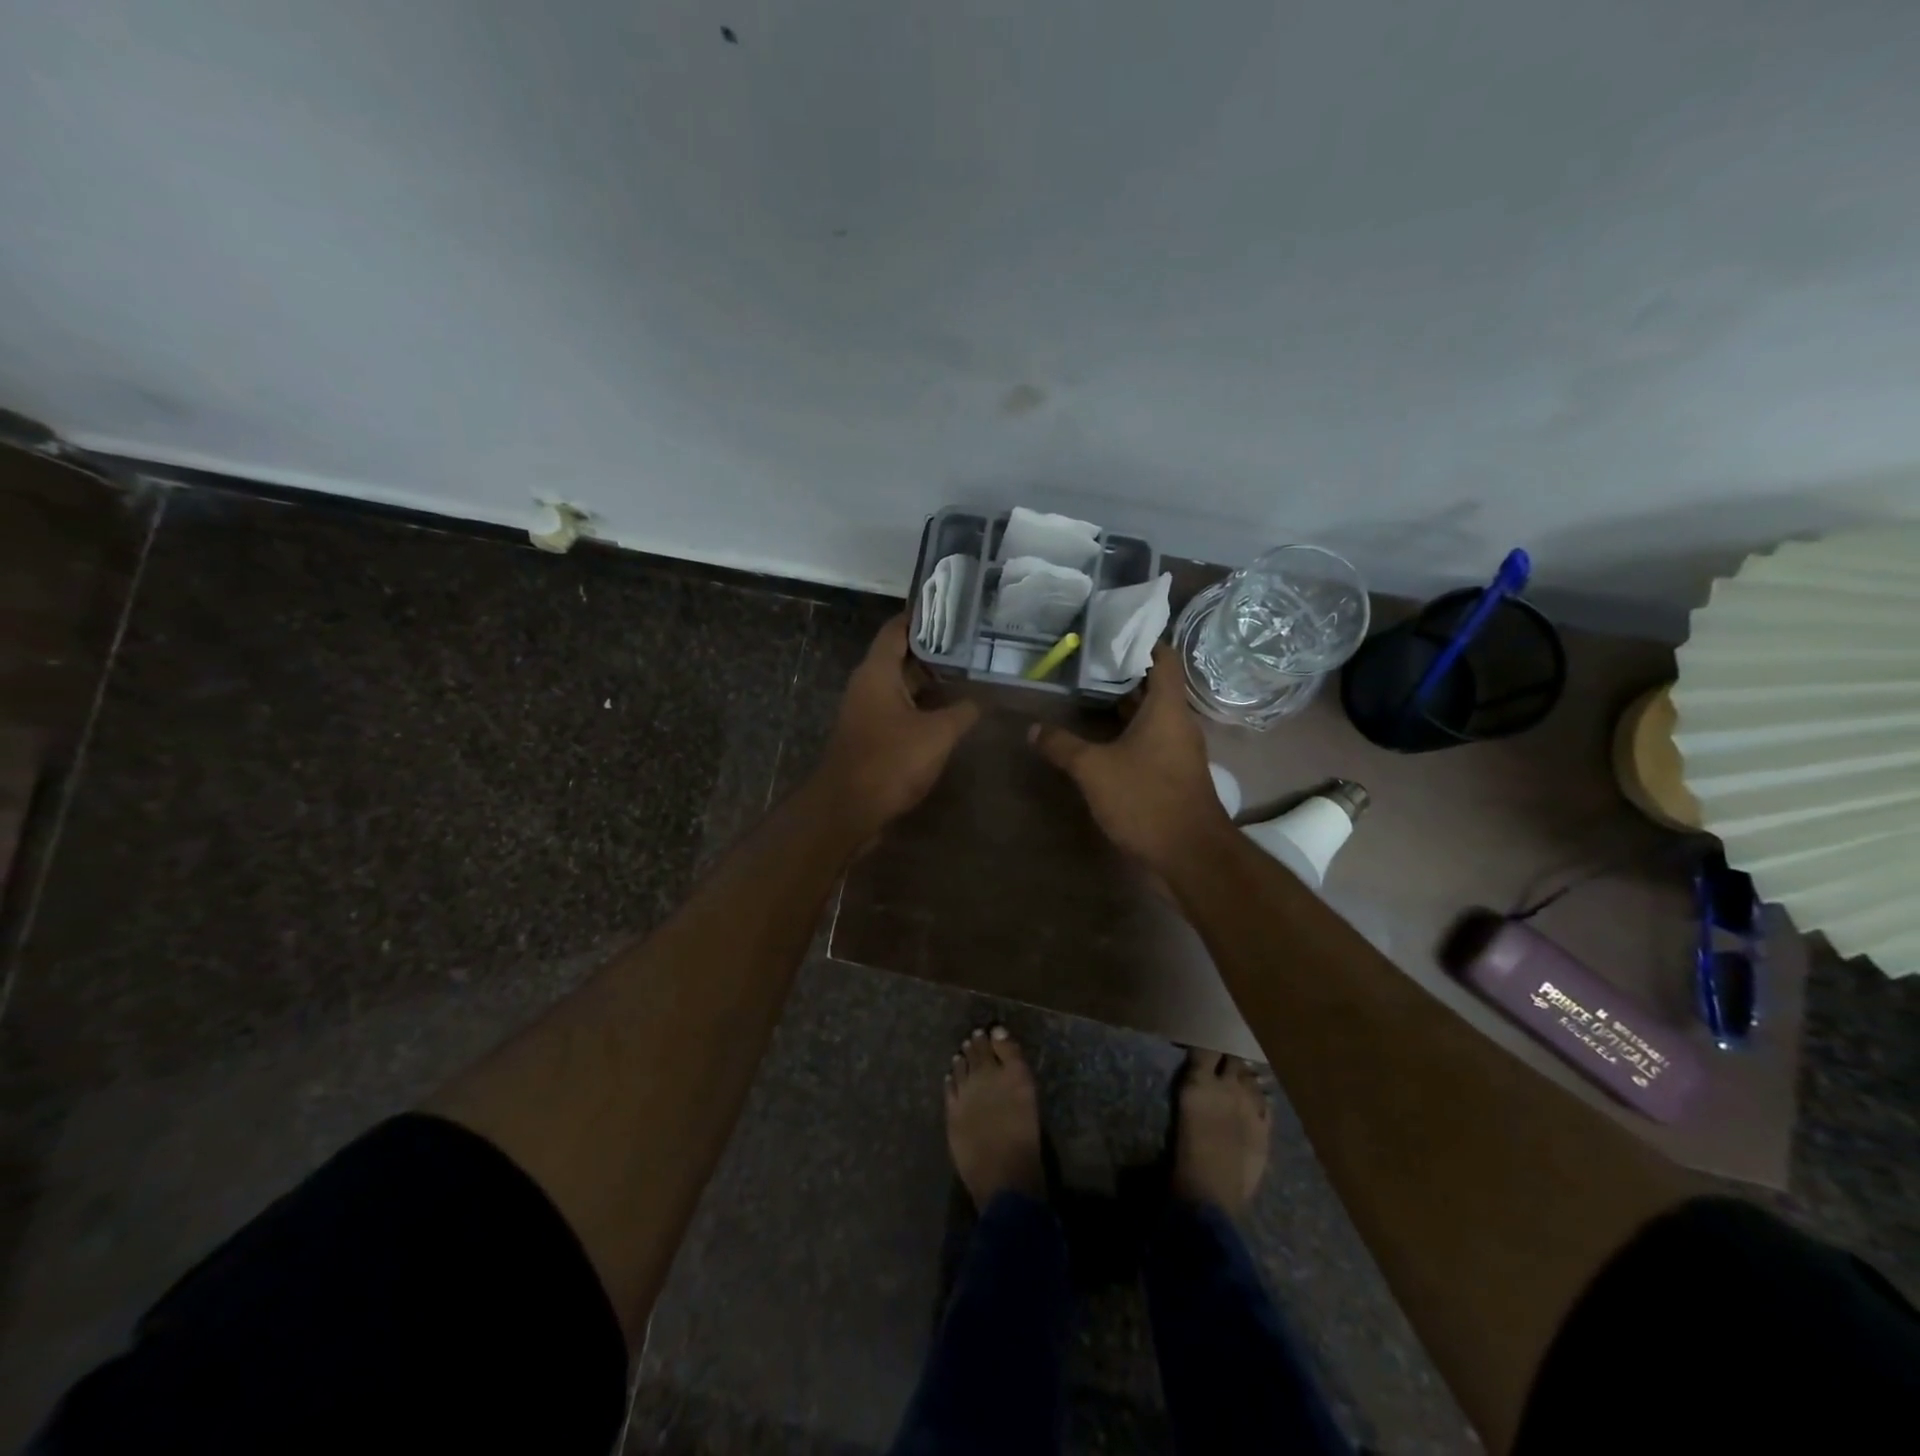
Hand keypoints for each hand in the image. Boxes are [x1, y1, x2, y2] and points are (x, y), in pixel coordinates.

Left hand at [815, 615, 980, 840]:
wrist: (847, 810)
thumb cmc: (889, 762)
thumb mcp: (937, 734)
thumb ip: (963, 712)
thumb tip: (982, 699)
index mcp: (877, 672)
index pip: (897, 629)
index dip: (923, 615)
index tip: (952, 606)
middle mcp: (868, 685)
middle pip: (901, 656)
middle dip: (935, 649)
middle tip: (972, 641)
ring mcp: (867, 712)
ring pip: (902, 685)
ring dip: (931, 681)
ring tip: (969, 672)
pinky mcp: (871, 736)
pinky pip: (900, 710)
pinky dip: (923, 706)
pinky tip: (951, 712)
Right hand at [1029, 643, 1233, 872]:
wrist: (1190, 854)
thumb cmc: (1146, 799)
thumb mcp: (1094, 769)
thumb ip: (1062, 746)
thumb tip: (1032, 728)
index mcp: (1167, 708)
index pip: (1163, 658)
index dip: (1142, 641)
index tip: (1111, 633)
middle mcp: (1178, 722)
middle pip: (1154, 685)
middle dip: (1123, 672)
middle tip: (1085, 662)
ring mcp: (1178, 749)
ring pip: (1152, 714)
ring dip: (1124, 704)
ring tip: (1086, 693)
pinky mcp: (1174, 772)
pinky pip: (1151, 738)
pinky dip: (1129, 730)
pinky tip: (1101, 737)